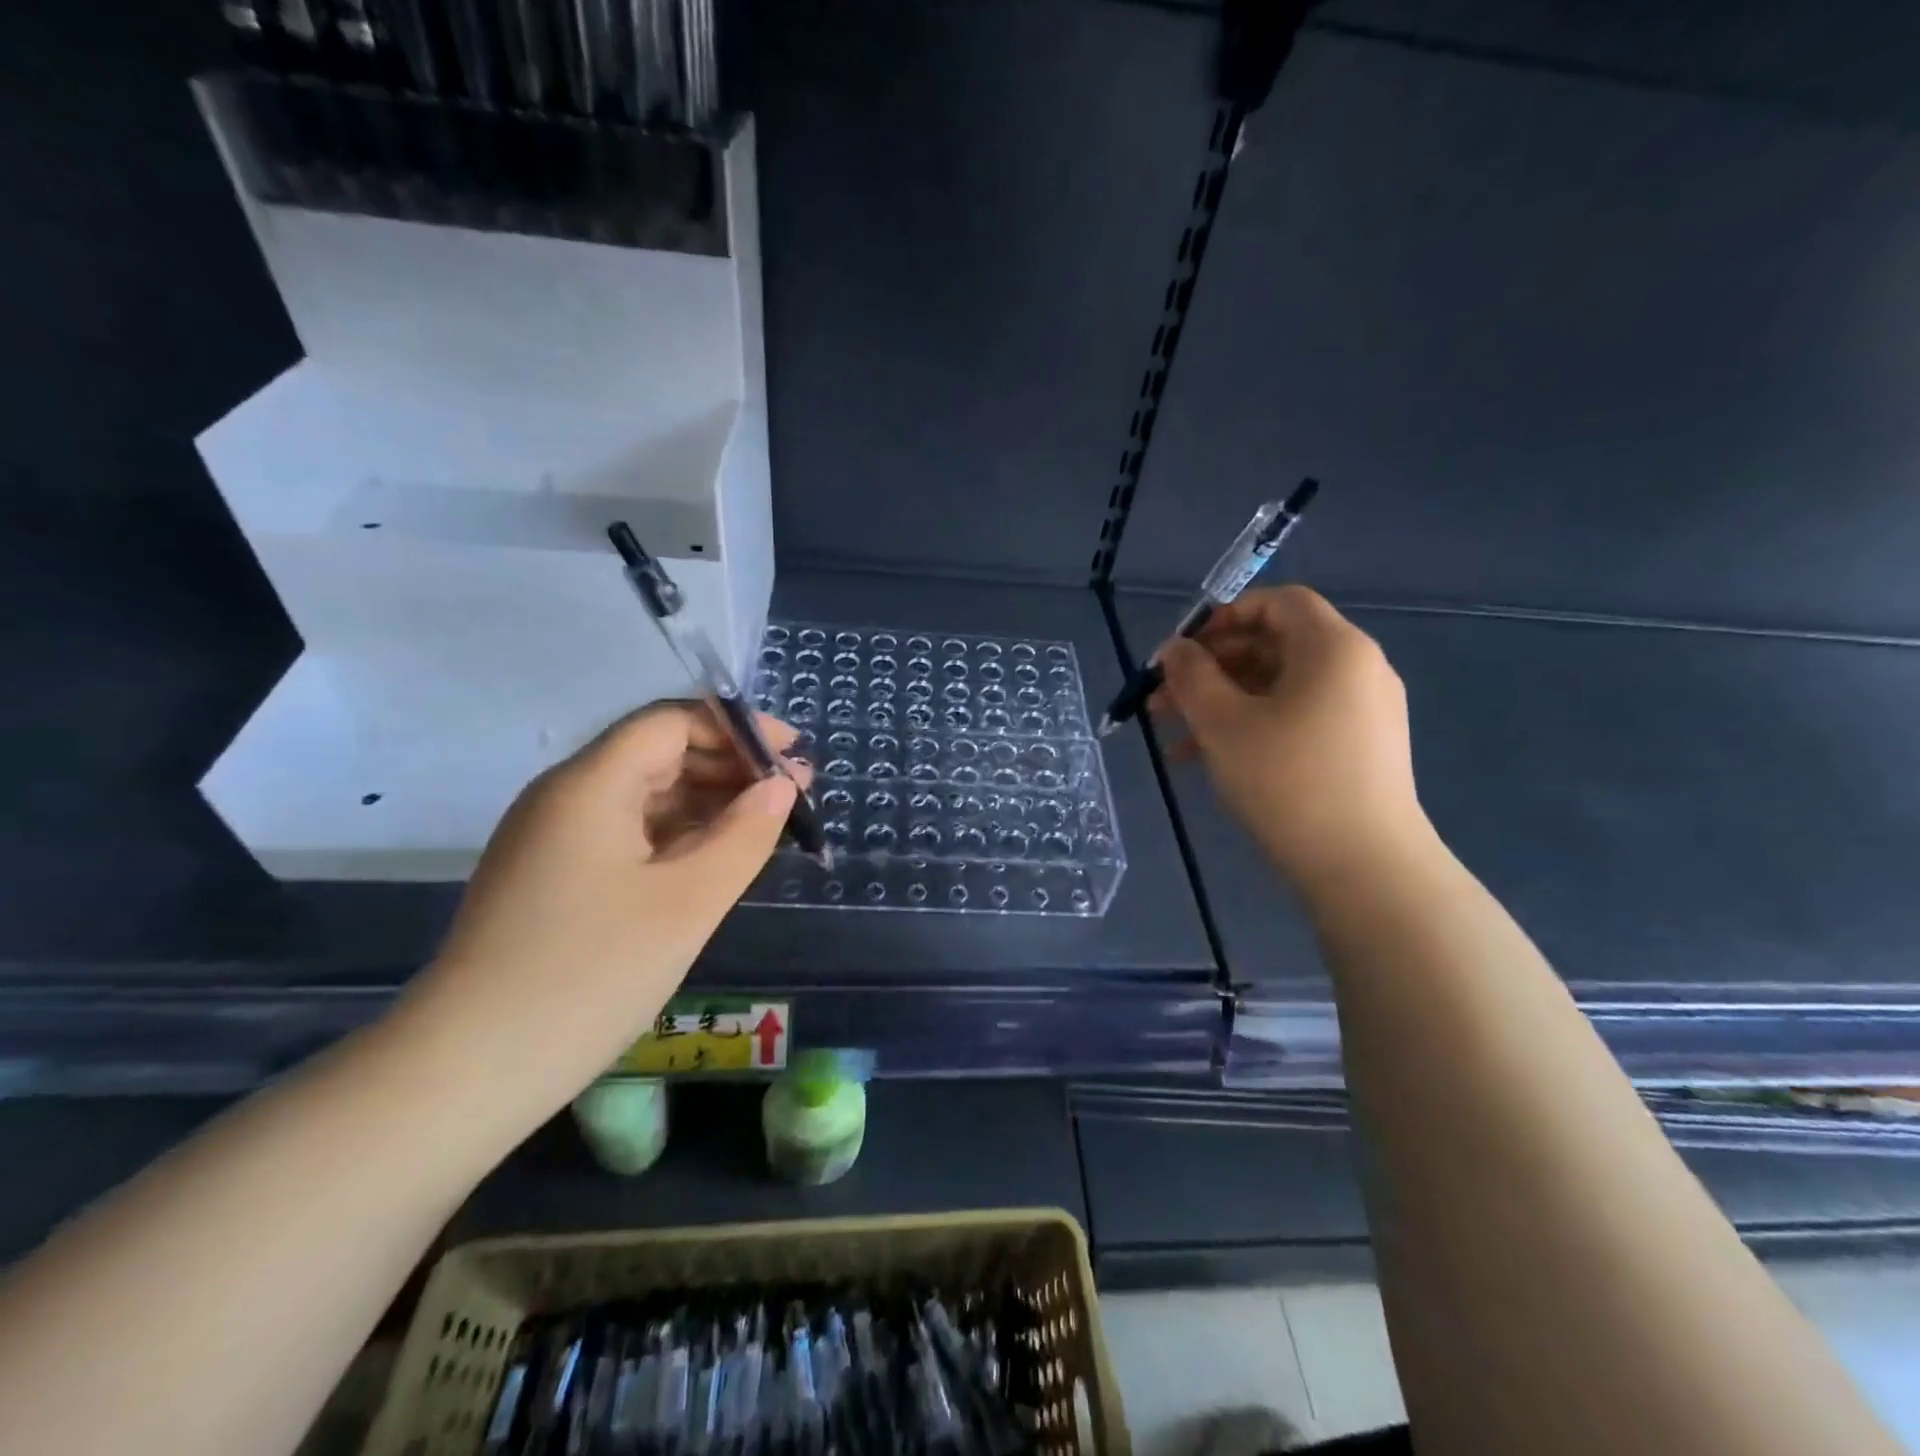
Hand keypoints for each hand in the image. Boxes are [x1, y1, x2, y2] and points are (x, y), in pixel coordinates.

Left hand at [399, 702, 806, 1122]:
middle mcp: (566, 796)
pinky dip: (678, 835)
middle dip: (730, 765)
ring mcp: (555, 838)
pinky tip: (715, 858)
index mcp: (591, 784)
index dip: (738, 728)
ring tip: (766, 826)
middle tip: (793, 795)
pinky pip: (627, 833)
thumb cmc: (592, 973)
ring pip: (645, 795)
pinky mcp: (554, 876)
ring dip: (708, 802)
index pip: (672, 722)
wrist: (469, 1070)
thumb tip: (780, 787)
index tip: (793, 755)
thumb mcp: (689, 901)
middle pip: (659, 753)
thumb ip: (745, 834)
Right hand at [1153, 586, 1430, 892]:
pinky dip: (1251, 726)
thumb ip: (1192, 676)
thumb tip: (1174, 650)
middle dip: (1211, 667)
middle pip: (1274, 646)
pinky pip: (1296, 718)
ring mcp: (1362, 712)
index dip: (1225, 616)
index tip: (1183, 650)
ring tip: (1173, 734)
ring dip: (1222, 702)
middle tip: (1164, 697)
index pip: (1279, 603)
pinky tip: (1205, 759)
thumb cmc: (1288, 780)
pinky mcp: (1358, 749)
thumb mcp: (1223, 723)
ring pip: (1279, 688)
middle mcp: (1356, 670)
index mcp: (1334, 648)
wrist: (1365, 867)